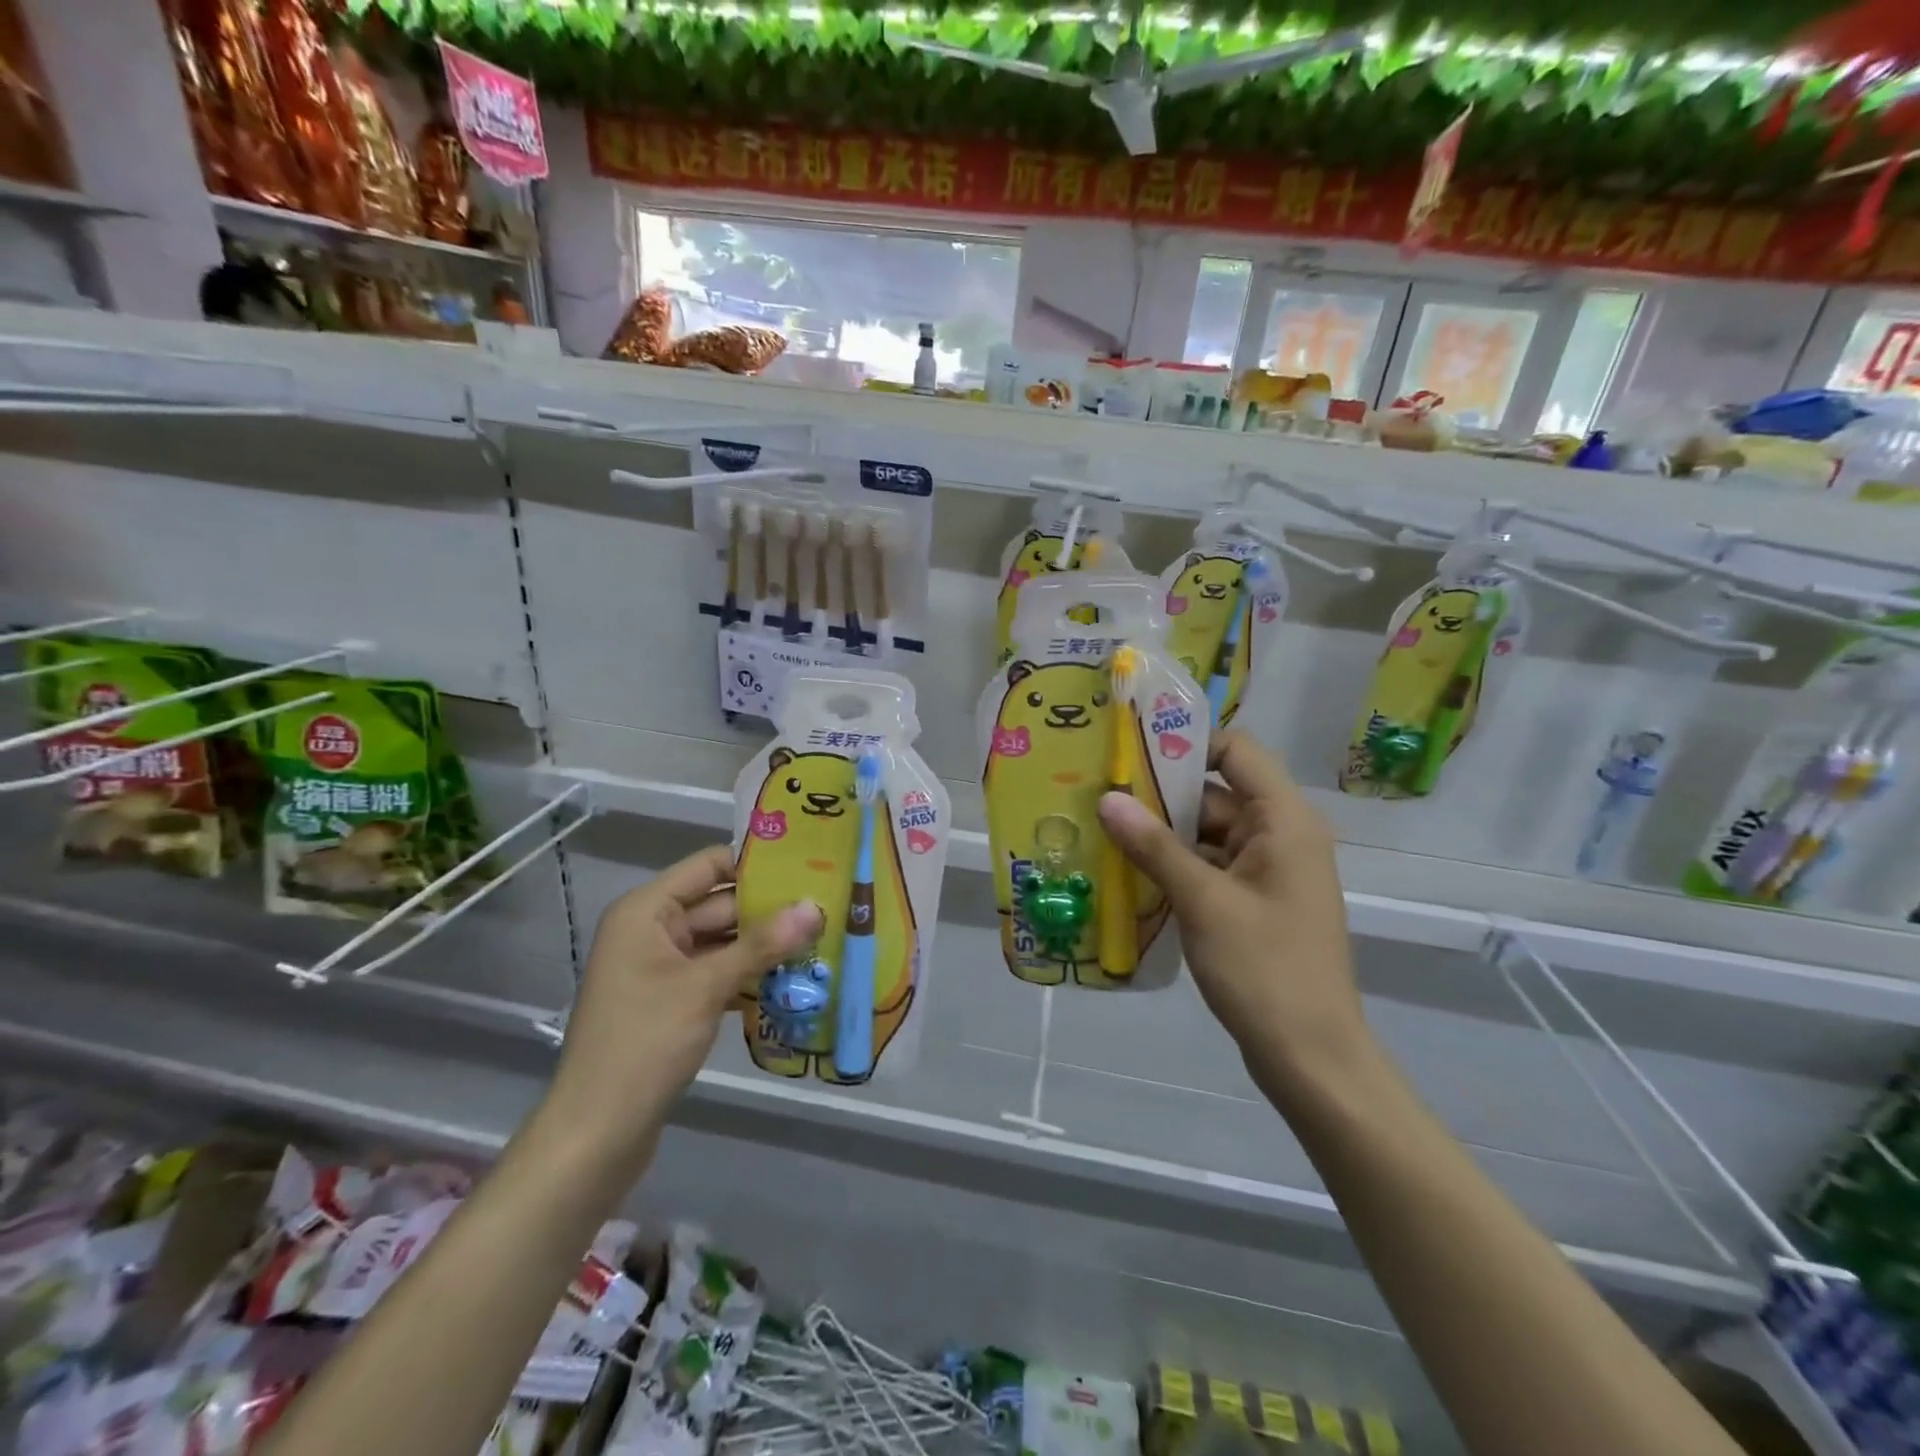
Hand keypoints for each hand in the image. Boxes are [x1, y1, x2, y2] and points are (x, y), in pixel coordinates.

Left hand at [545, 845, 820, 1161]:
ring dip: (765, 945)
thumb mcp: (707, 987)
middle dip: (771, 909)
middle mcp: (652, 930)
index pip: (709, 865)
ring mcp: (661, 968)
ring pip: (723, 942)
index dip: (756, 863)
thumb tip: (816, 906)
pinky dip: (750, 975)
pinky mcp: (672, 1002)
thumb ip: (763, 944)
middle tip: (828, 906)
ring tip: (823, 939)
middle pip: (720, 904)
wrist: (596, 1134)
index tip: (809, 865)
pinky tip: (794, 980)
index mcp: (647, 911)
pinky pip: (717, 973)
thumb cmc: (644, 1044)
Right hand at [1097, 732, 1370, 1097]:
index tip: (1131, 754)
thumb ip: (1153, 846)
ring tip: (1101, 831)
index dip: (1186, 744)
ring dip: (1161, 837)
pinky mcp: (1255, 903)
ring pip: (1207, 835)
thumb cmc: (1264, 969)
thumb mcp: (1203, 901)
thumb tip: (1107, 798)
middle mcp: (1281, 836)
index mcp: (1284, 821)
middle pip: (1216, 795)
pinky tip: (1128, 874)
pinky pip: (1210, 868)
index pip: (1237, 751)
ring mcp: (1268, 873)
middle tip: (1099, 795)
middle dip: (1159, 796)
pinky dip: (1174, 868)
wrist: (1311, 1057)